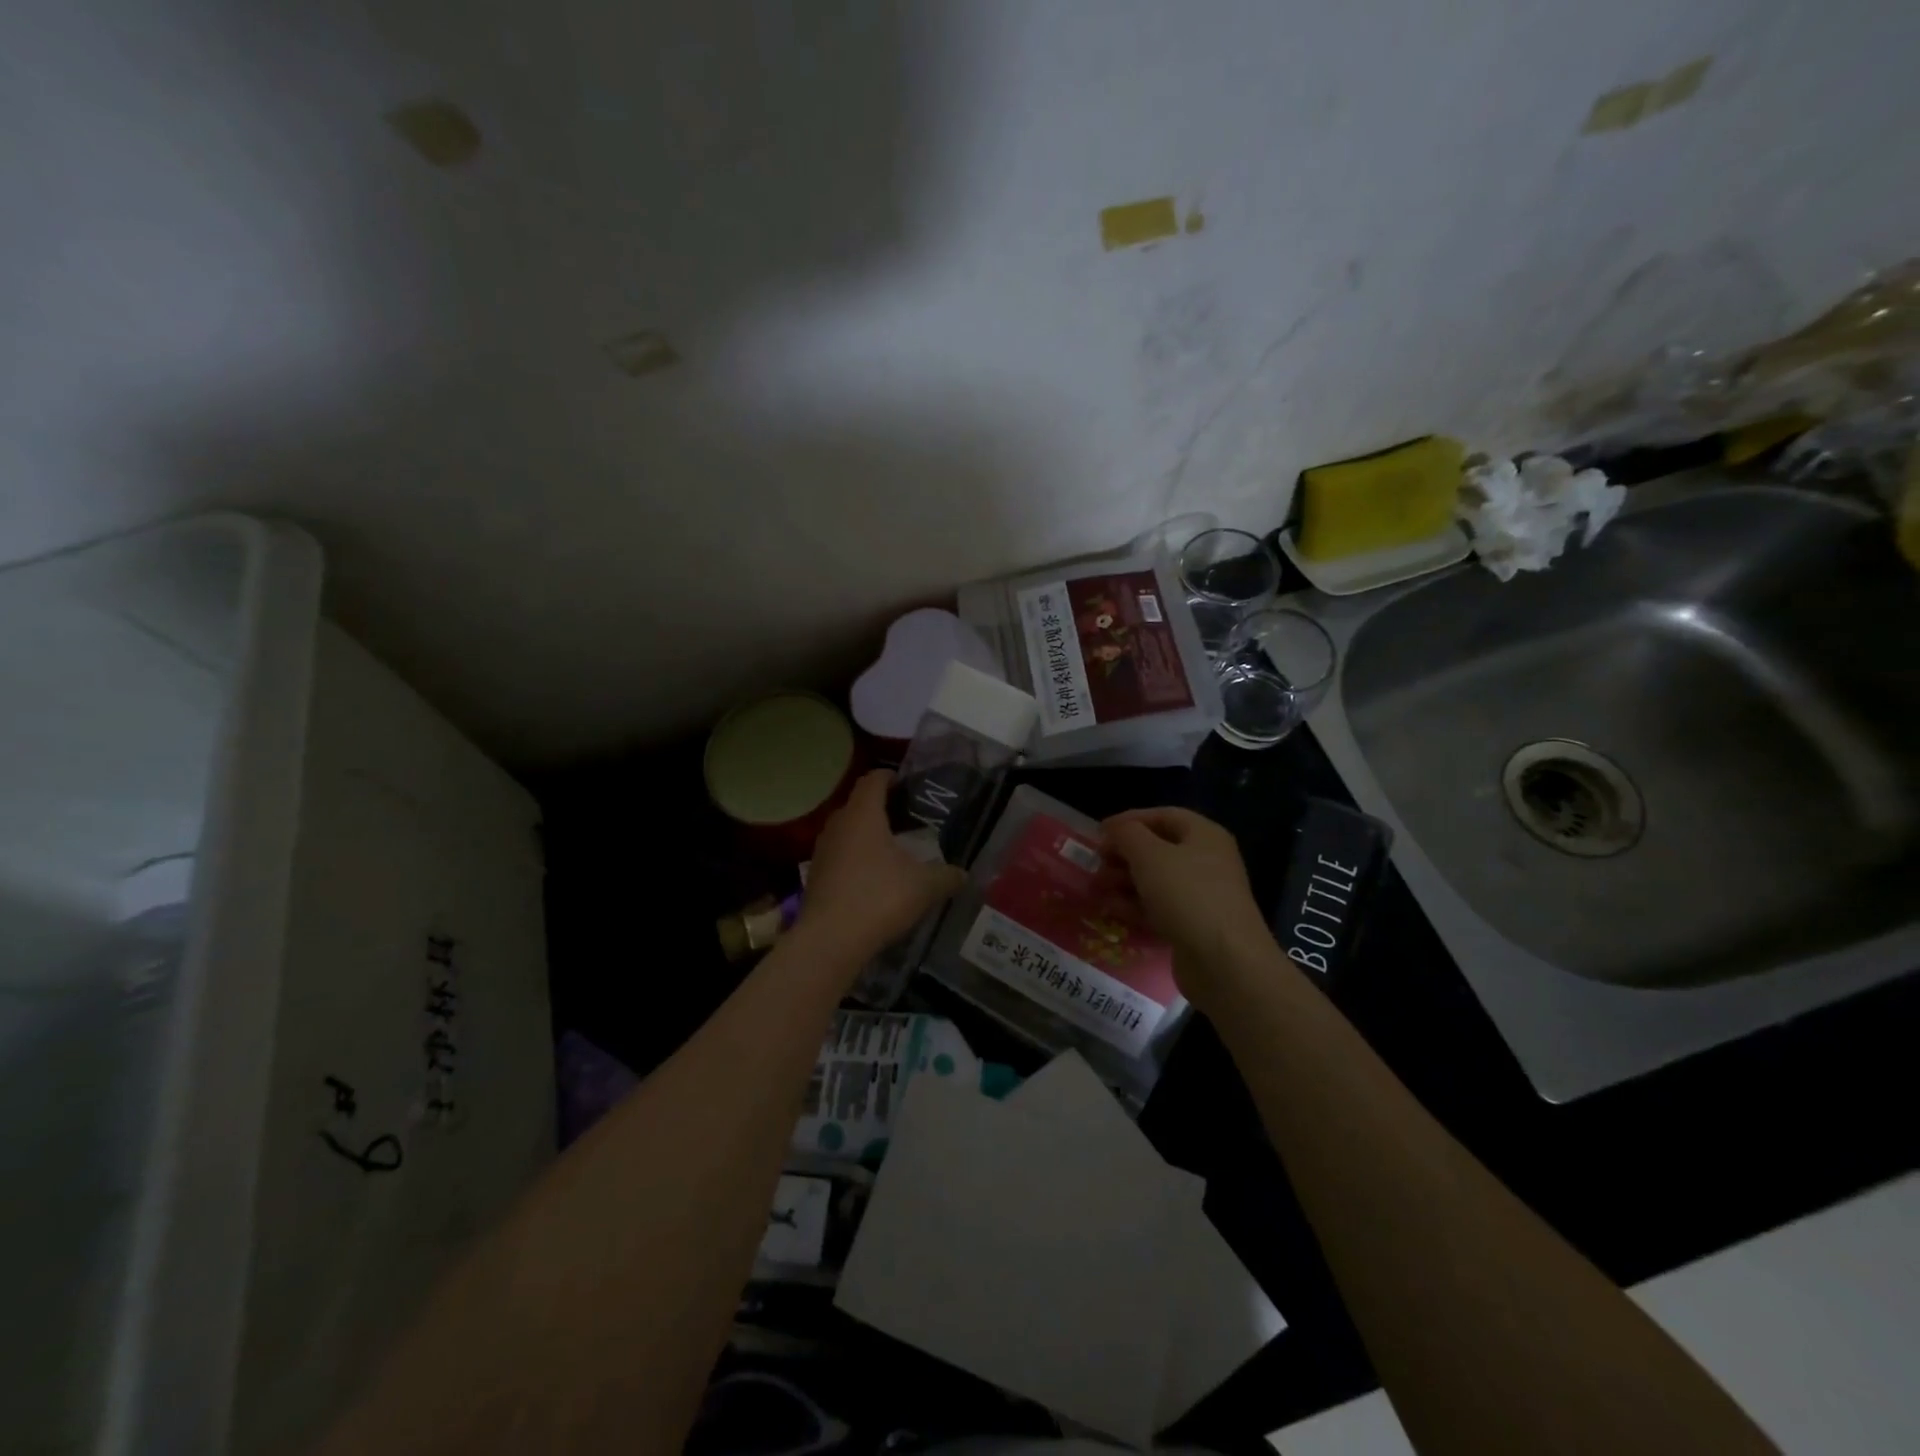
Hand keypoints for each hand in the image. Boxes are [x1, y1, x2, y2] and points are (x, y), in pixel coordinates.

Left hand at [800, 771, 966, 961]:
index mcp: (863, 814)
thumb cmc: (879, 898)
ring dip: (868, 834)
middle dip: (882, 807)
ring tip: (893, 848)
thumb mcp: (924, 886)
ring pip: (847, 830)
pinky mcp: (816, 875)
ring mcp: (822, 850)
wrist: (830, 940)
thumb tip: (964, 874)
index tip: (908, 784)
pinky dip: (856, 857)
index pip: (873, 779)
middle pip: (859, 804)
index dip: (890, 776)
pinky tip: (874, 877)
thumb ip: (947, 876)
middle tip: (908, 818)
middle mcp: (838, 824)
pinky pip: (839, 854)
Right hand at [1103, 807, 1270, 1008]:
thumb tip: (1115, 828)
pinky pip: (1159, 908)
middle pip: (1158, 849)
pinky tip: (1111, 910)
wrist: (1224, 962)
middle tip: (1095, 863)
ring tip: (1096, 888)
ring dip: (1124, 881)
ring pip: (1155, 881)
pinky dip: (1135, 906)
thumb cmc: (1186, 895)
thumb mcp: (1149, 855)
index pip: (1163, 815)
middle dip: (1123, 855)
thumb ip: (1127, 834)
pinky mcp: (1193, 926)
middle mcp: (1206, 861)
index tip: (1099, 833)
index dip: (1129, 820)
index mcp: (1204, 835)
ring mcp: (1201, 896)